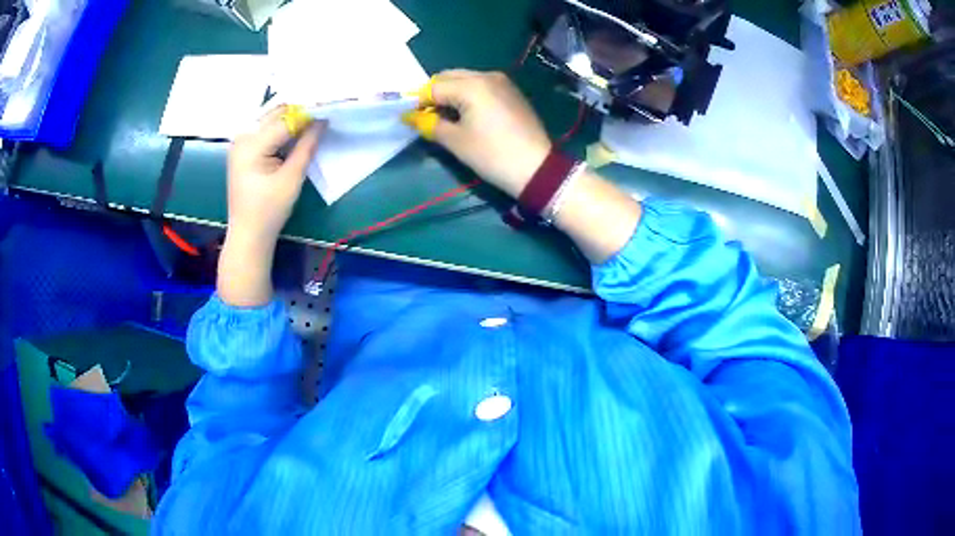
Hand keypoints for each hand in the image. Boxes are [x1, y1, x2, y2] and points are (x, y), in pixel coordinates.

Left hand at [217, 107, 323, 307]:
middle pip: (275, 114)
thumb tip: (322, 121)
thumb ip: (307, 146)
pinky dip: (280, 129)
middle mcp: (242, 137)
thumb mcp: (291, 178)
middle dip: (299, 112)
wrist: (248, 234)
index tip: (330, 110)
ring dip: (290, 119)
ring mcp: (240, 142)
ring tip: (312, 121)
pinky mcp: (242, 149)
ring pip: (269, 119)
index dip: (308, 114)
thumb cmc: (269, 211)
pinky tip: (295, 133)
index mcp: (251, 145)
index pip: (285, 120)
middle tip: (322, 114)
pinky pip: (264, 130)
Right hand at [403, 70, 551, 197]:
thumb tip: (409, 117)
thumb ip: (429, 124)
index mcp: (471, 85)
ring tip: (448, 118)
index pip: (433, 87)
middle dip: (435, 94)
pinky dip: (468, 95)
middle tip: (429, 118)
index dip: (419, 102)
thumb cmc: (492, 155)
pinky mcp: (512, 92)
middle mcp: (487, 75)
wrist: (537, 168)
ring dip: (451, 93)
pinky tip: (469, 115)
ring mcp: (502, 82)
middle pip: (449, 77)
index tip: (412, 119)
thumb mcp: (456, 141)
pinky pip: (482, 86)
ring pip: (465, 79)